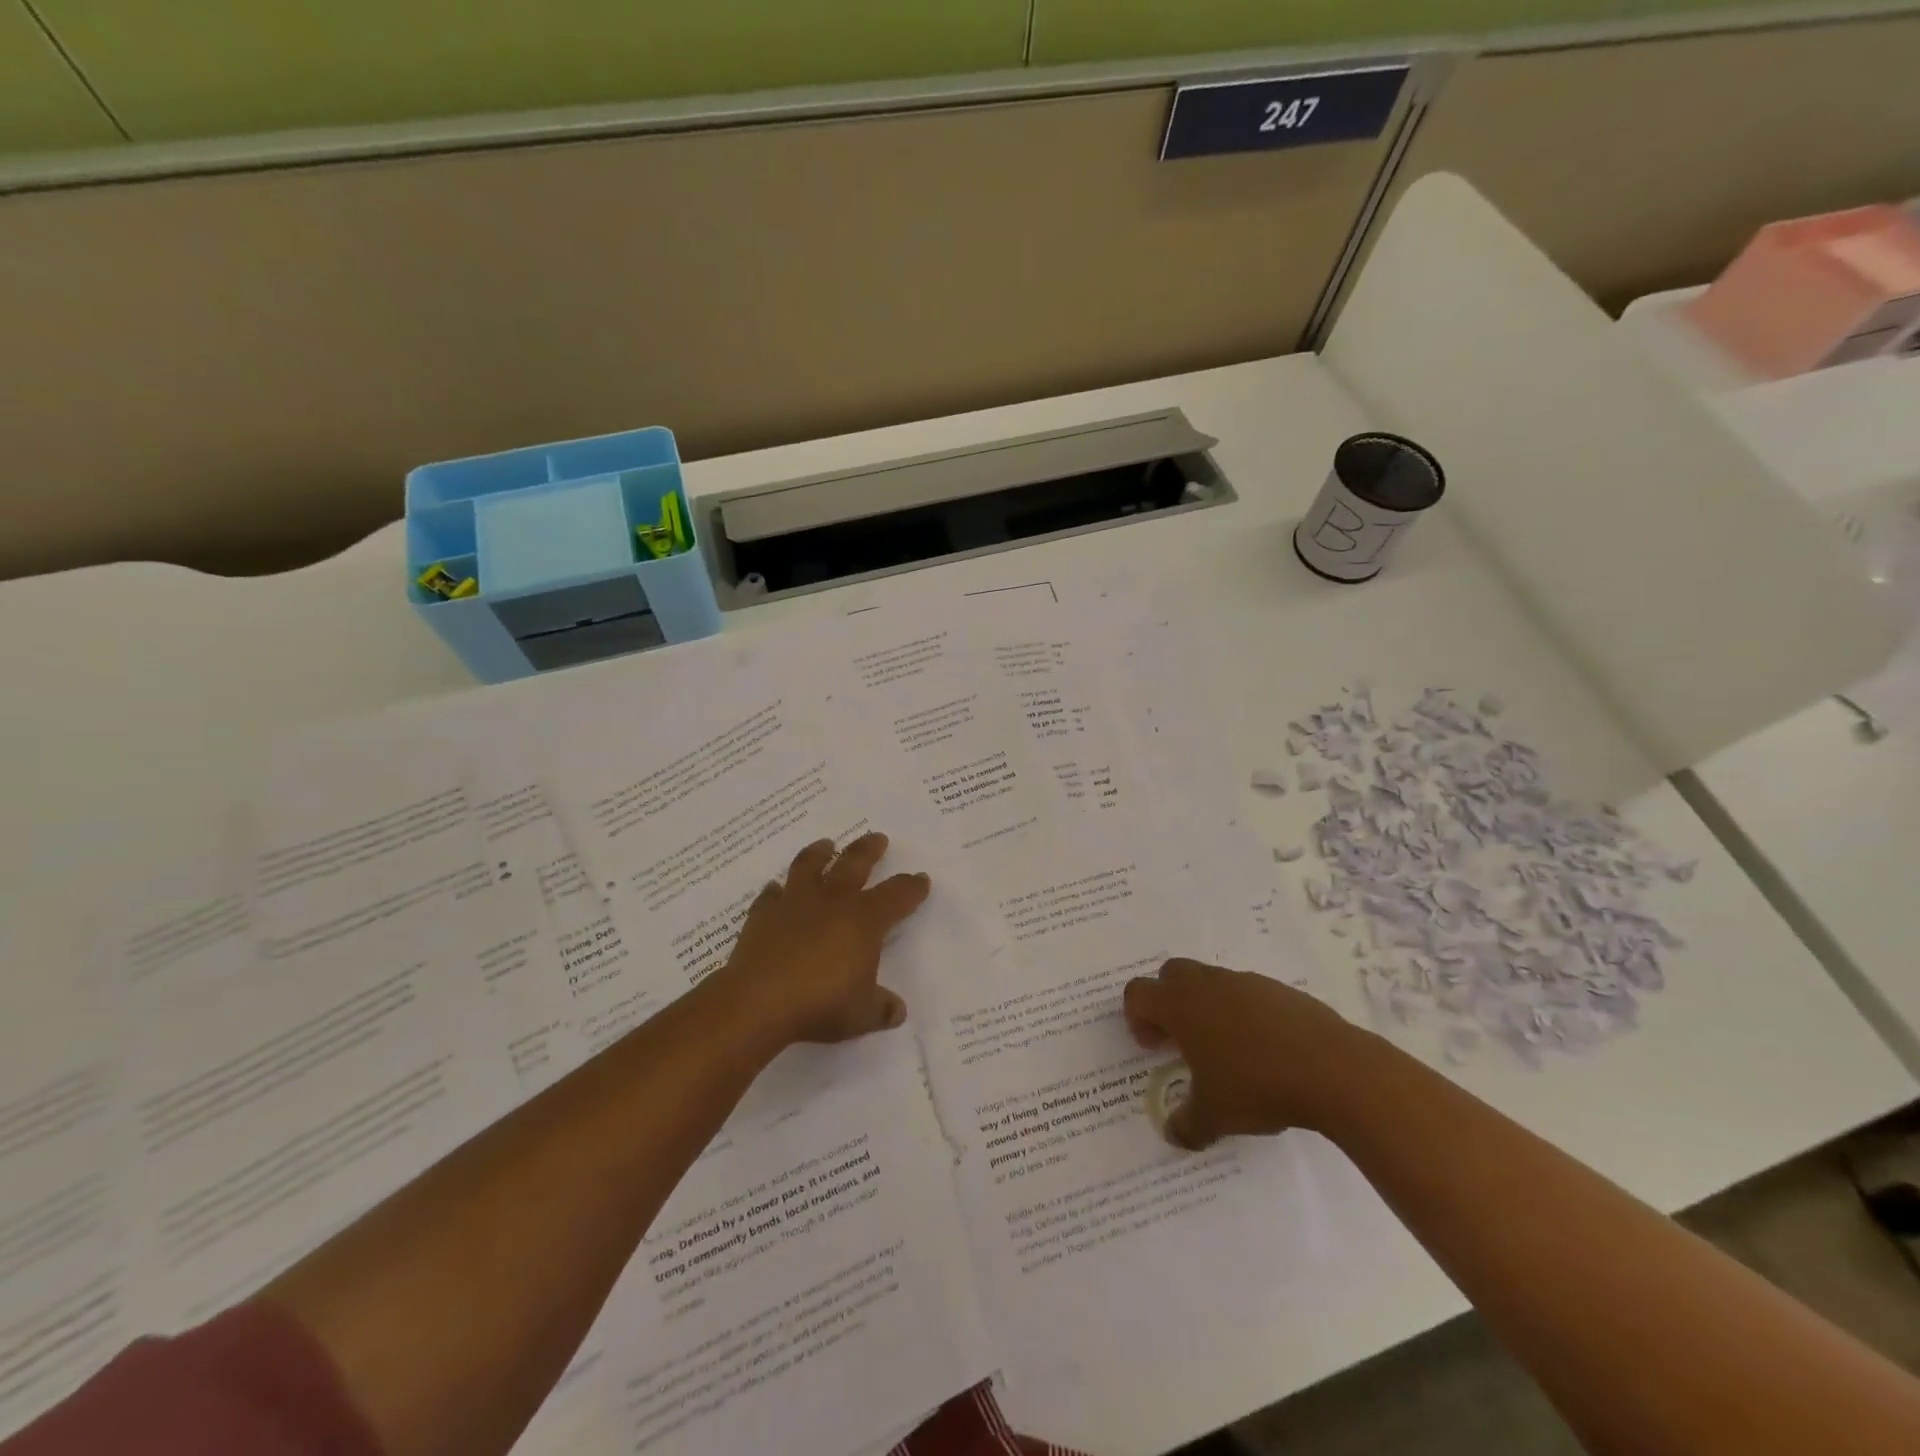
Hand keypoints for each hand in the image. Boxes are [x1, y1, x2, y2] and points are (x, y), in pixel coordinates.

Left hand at [719, 832, 930, 1046]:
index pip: (897, 896)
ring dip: (820, 853)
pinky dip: (776, 891)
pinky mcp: (763, 914)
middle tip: (877, 837)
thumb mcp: (862, 1014)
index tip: (921, 879)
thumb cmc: (820, 1004)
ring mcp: (794, 903)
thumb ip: (882, 1008)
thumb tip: (897, 1011)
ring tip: (826, 844)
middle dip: (869, 849)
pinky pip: (771, 895)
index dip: (912, 887)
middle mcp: (832, 901)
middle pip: (855, 863)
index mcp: (864, 920)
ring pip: (810, 865)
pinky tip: (776, 889)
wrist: (758, 1001)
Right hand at [1123, 958, 1370, 1148]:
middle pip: (1170, 974)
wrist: (1333, 1069)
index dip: (1136, 1018)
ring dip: (1206, 1007)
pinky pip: (1247, 993)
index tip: (1152, 1047)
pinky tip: (1263, 1050)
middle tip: (1180, 1041)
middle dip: (1167, 1002)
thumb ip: (1186, 1124)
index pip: (1138, 993)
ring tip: (1225, 1050)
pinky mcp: (1279, 990)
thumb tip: (1172, 1133)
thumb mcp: (1214, 1117)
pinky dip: (1243, 1014)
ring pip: (1211, 981)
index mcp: (1181, 1005)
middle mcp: (1208, 984)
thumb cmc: (1257, 1086)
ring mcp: (1246, 982)